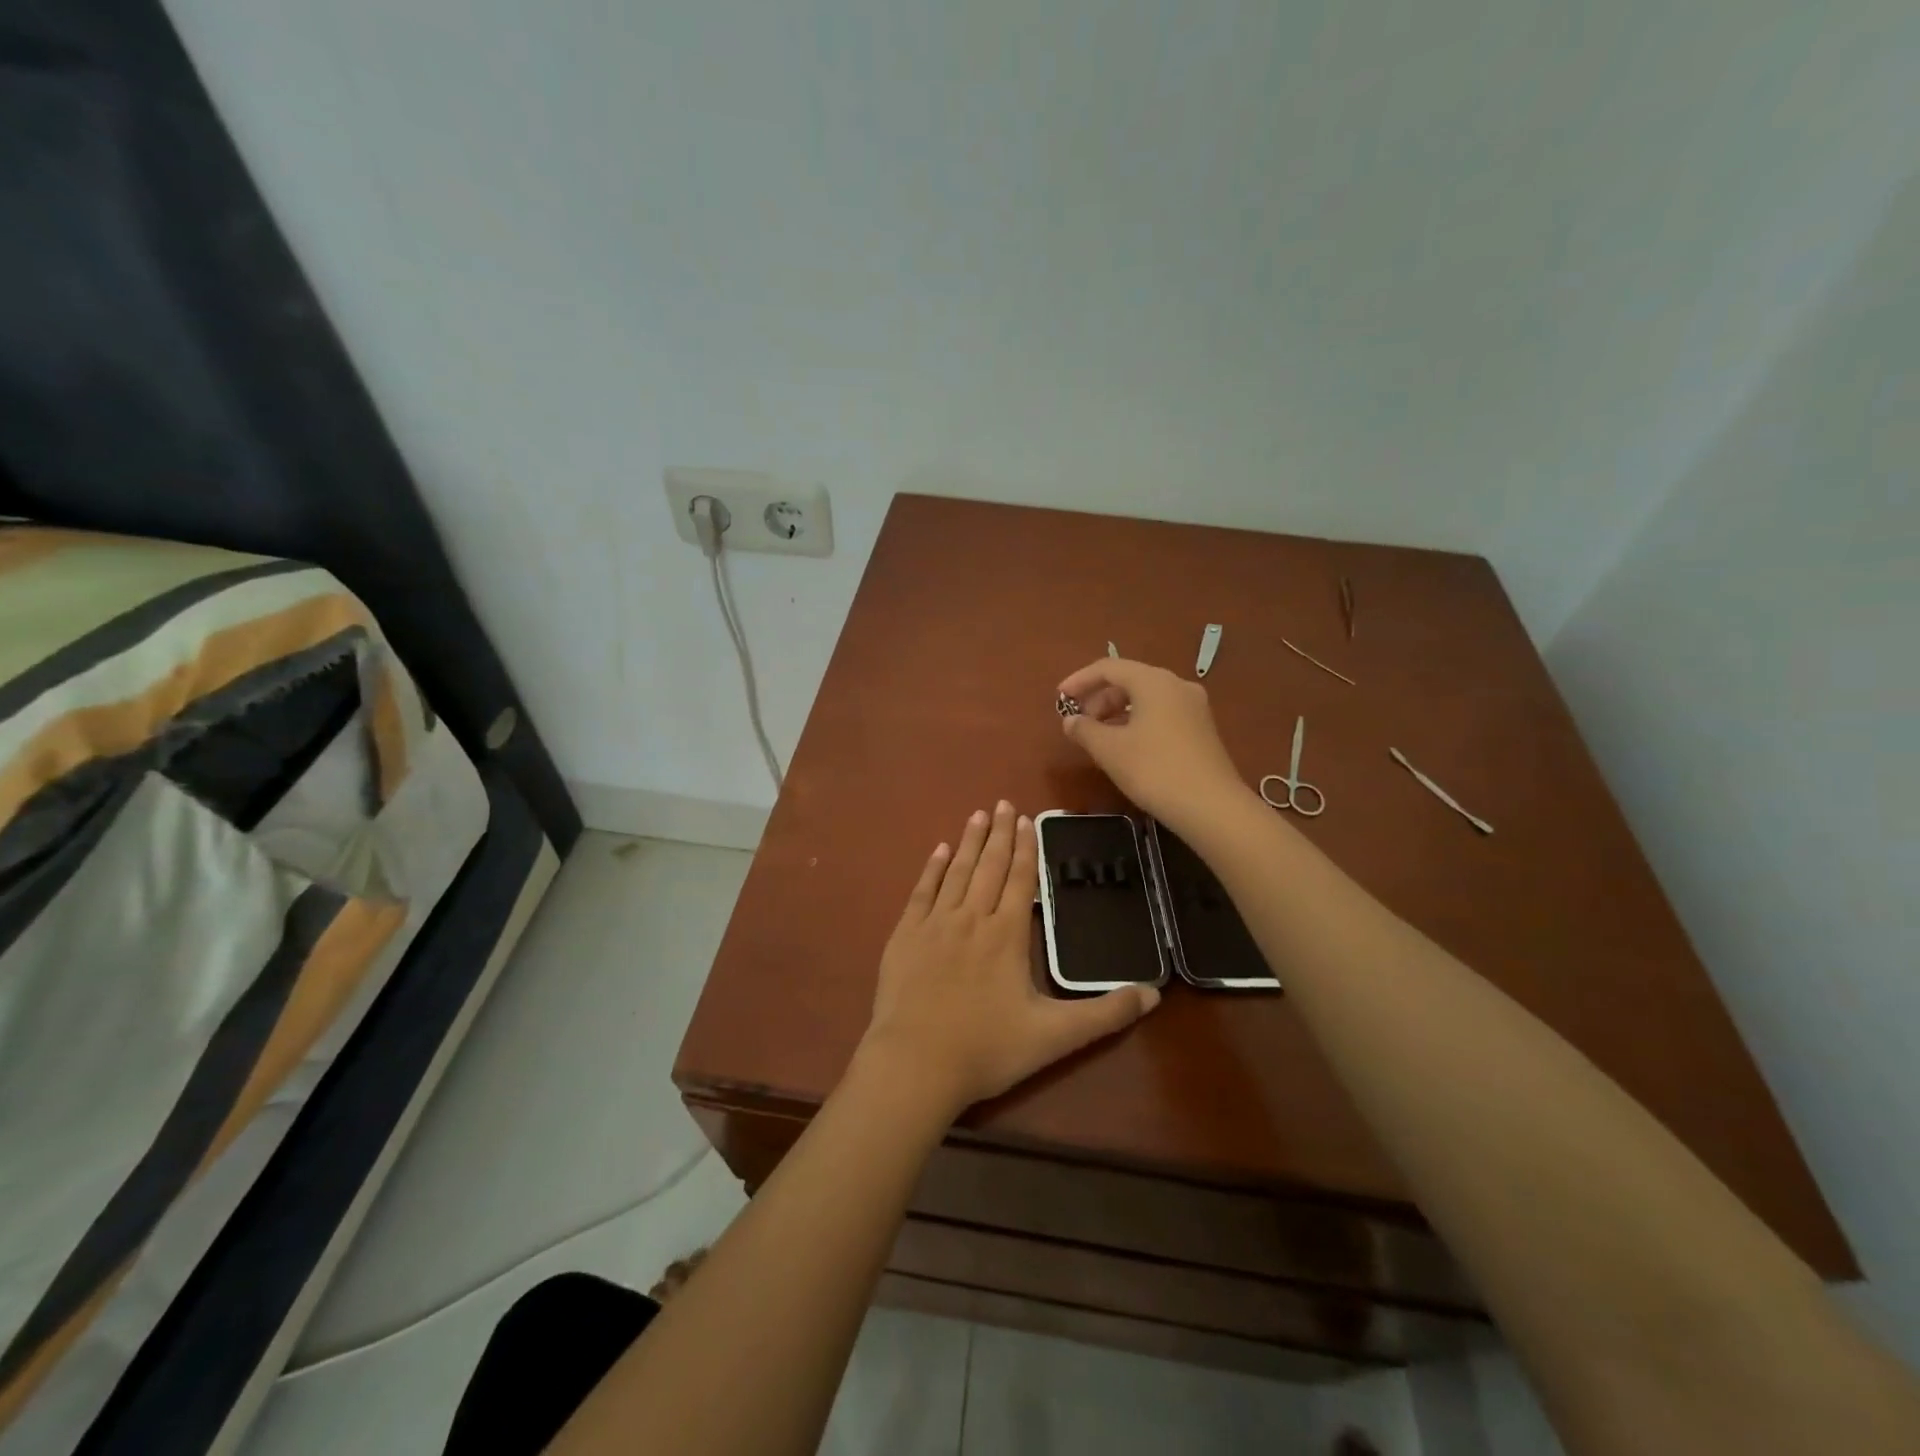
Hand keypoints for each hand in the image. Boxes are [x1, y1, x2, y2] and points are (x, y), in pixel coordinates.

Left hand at [860, 801, 1158, 1113]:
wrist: (915, 1063)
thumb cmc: (986, 1049)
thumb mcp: (1055, 1037)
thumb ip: (1105, 1014)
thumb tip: (1154, 994)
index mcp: (1006, 935)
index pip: (1019, 880)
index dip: (1025, 849)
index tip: (1027, 820)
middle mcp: (971, 918)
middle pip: (988, 867)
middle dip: (999, 833)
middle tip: (1003, 803)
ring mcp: (934, 924)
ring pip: (956, 872)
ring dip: (969, 842)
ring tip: (977, 815)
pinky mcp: (905, 935)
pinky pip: (921, 891)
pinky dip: (932, 868)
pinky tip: (938, 850)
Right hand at [1057, 658, 1249, 833]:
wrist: (1211, 807)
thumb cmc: (1154, 770)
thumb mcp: (1109, 750)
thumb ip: (1084, 729)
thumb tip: (1070, 720)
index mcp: (1153, 681)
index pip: (1109, 667)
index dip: (1080, 680)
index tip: (1060, 698)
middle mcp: (1176, 685)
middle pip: (1129, 680)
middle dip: (1099, 698)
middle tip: (1079, 722)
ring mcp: (1193, 707)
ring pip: (1146, 698)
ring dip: (1117, 711)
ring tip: (1098, 736)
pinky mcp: (1201, 728)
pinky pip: (1161, 713)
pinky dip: (1137, 721)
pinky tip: (1126, 745)